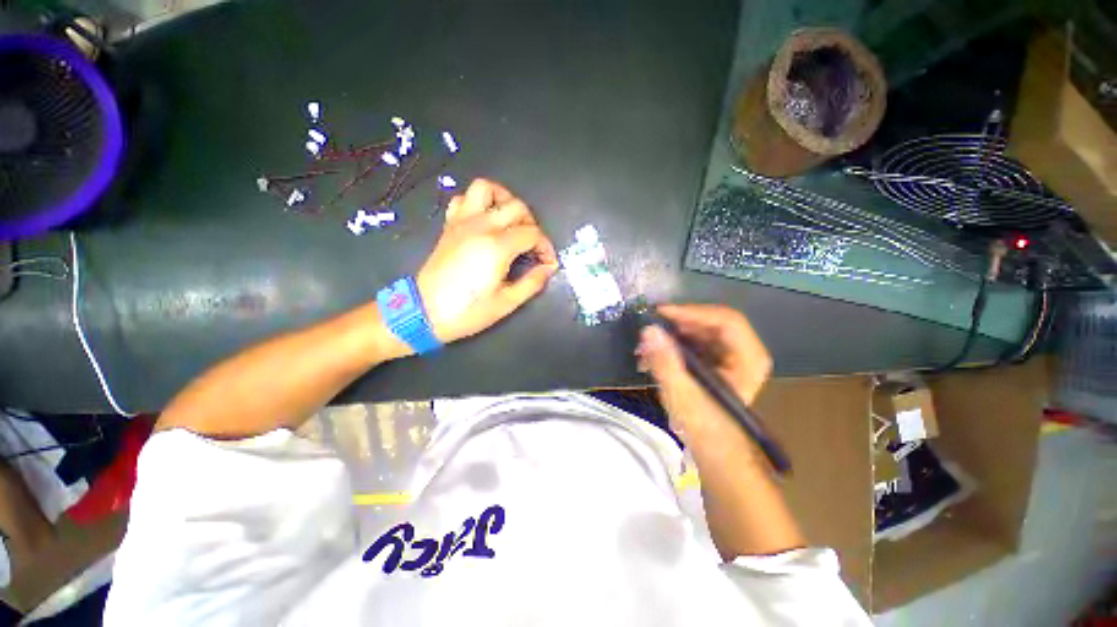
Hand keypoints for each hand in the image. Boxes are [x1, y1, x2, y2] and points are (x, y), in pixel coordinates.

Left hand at [416, 179, 558, 343]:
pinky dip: (478, 203)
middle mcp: (481, 226)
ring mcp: (462, 222)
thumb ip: (533, 282)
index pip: (533, 234)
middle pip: (516, 207)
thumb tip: (548, 268)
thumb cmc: (468, 311)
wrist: (424, 312)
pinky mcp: (450, 225)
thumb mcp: (507, 303)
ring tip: (511, 221)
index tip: (547, 262)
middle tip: (532, 245)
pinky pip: (463, 199)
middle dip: (532, 224)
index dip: (546, 247)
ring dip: (504, 200)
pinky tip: (485, 221)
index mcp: (497, 246)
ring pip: (486, 188)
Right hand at [635, 304, 771, 440]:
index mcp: (748, 358)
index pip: (725, 320)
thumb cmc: (704, 426)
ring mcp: (731, 354)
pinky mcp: (717, 359)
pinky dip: (673, 343)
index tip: (660, 313)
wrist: (715, 450)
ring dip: (671, 334)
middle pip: (710, 322)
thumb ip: (664, 362)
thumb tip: (649, 330)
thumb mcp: (681, 395)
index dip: (692, 312)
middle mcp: (744, 350)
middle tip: (649, 330)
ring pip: (700, 329)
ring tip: (645, 347)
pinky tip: (653, 354)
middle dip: (676, 324)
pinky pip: (695, 340)